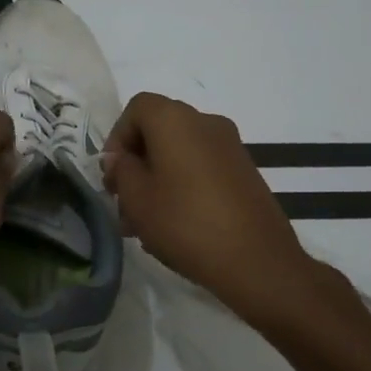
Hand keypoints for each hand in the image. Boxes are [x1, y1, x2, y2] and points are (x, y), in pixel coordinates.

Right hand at [102, 93, 344, 330]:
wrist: (258, 261)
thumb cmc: (186, 222)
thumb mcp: (137, 198)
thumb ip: (121, 170)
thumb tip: (122, 158)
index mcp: (176, 119)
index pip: (137, 108)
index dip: (117, 137)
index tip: (112, 174)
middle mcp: (206, 122)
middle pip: (159, 130)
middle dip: (136, 162)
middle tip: (123, 200)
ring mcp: (230, 147)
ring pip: (180, 152)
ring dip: (157, 178)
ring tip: (144, 222)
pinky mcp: (245, 172)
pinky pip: (202, 167)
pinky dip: (182, 185)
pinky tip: (174, 223)